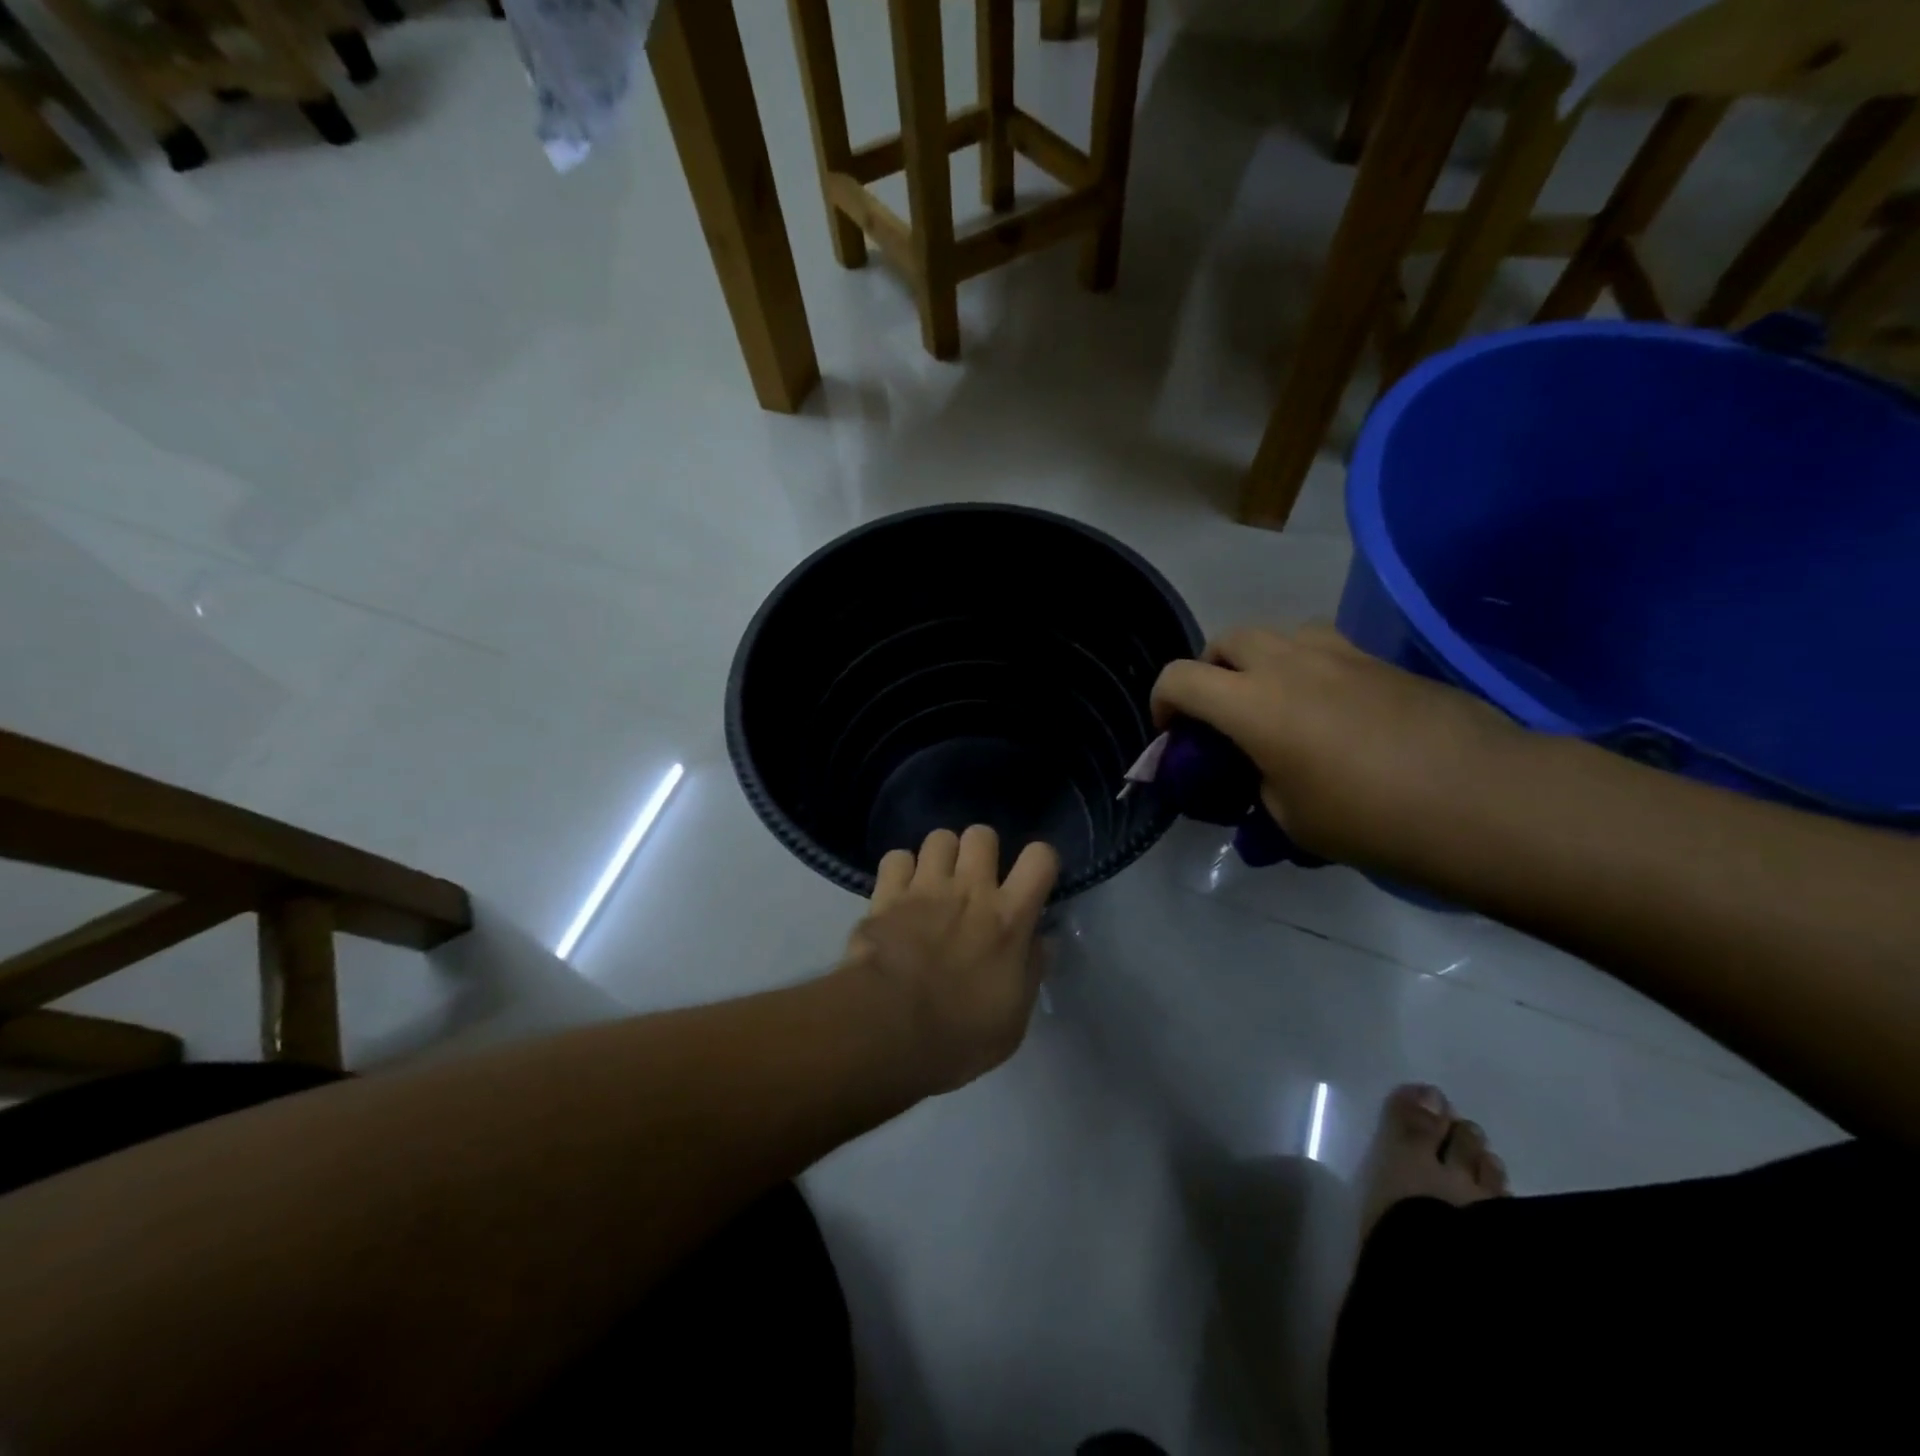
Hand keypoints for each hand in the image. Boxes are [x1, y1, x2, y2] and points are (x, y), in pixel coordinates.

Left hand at [840, 826, 1059, 1095]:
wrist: (886, 1031)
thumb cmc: (959, 1036)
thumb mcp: (1013, 1020)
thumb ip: (1030, 972)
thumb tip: (1041, 941)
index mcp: (1009, 917)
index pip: (1041, 857)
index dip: (1039, 862)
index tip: (1031, 882)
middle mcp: (970, 889)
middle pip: (982, 833)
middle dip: (981, 851)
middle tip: (975, 880)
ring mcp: (925, 887)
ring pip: (939, 837)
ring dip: (941, 856)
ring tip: (936, 882)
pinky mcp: (885, 894)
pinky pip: (896, 857)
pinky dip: (900, 871)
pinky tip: (899, 892)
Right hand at [1150, 624, 1523, 861]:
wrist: (1484, 799)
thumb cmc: (1372, 818)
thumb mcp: (1291, 817)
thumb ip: (1259, 782)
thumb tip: (1265, 770)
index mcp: (1253, 704)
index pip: (1180, 678)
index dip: (1162, 702)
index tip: (1171, 734)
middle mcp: (1289, 664)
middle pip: (1227, 640)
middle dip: (1209, 670)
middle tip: (1221, 712)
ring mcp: (1340, 654)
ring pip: (1278, 632)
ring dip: (1259, 660)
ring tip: (1274, 701)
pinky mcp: (1381, 660)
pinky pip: (1324, 647)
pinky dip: (1306, 667)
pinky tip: (1328, 709)